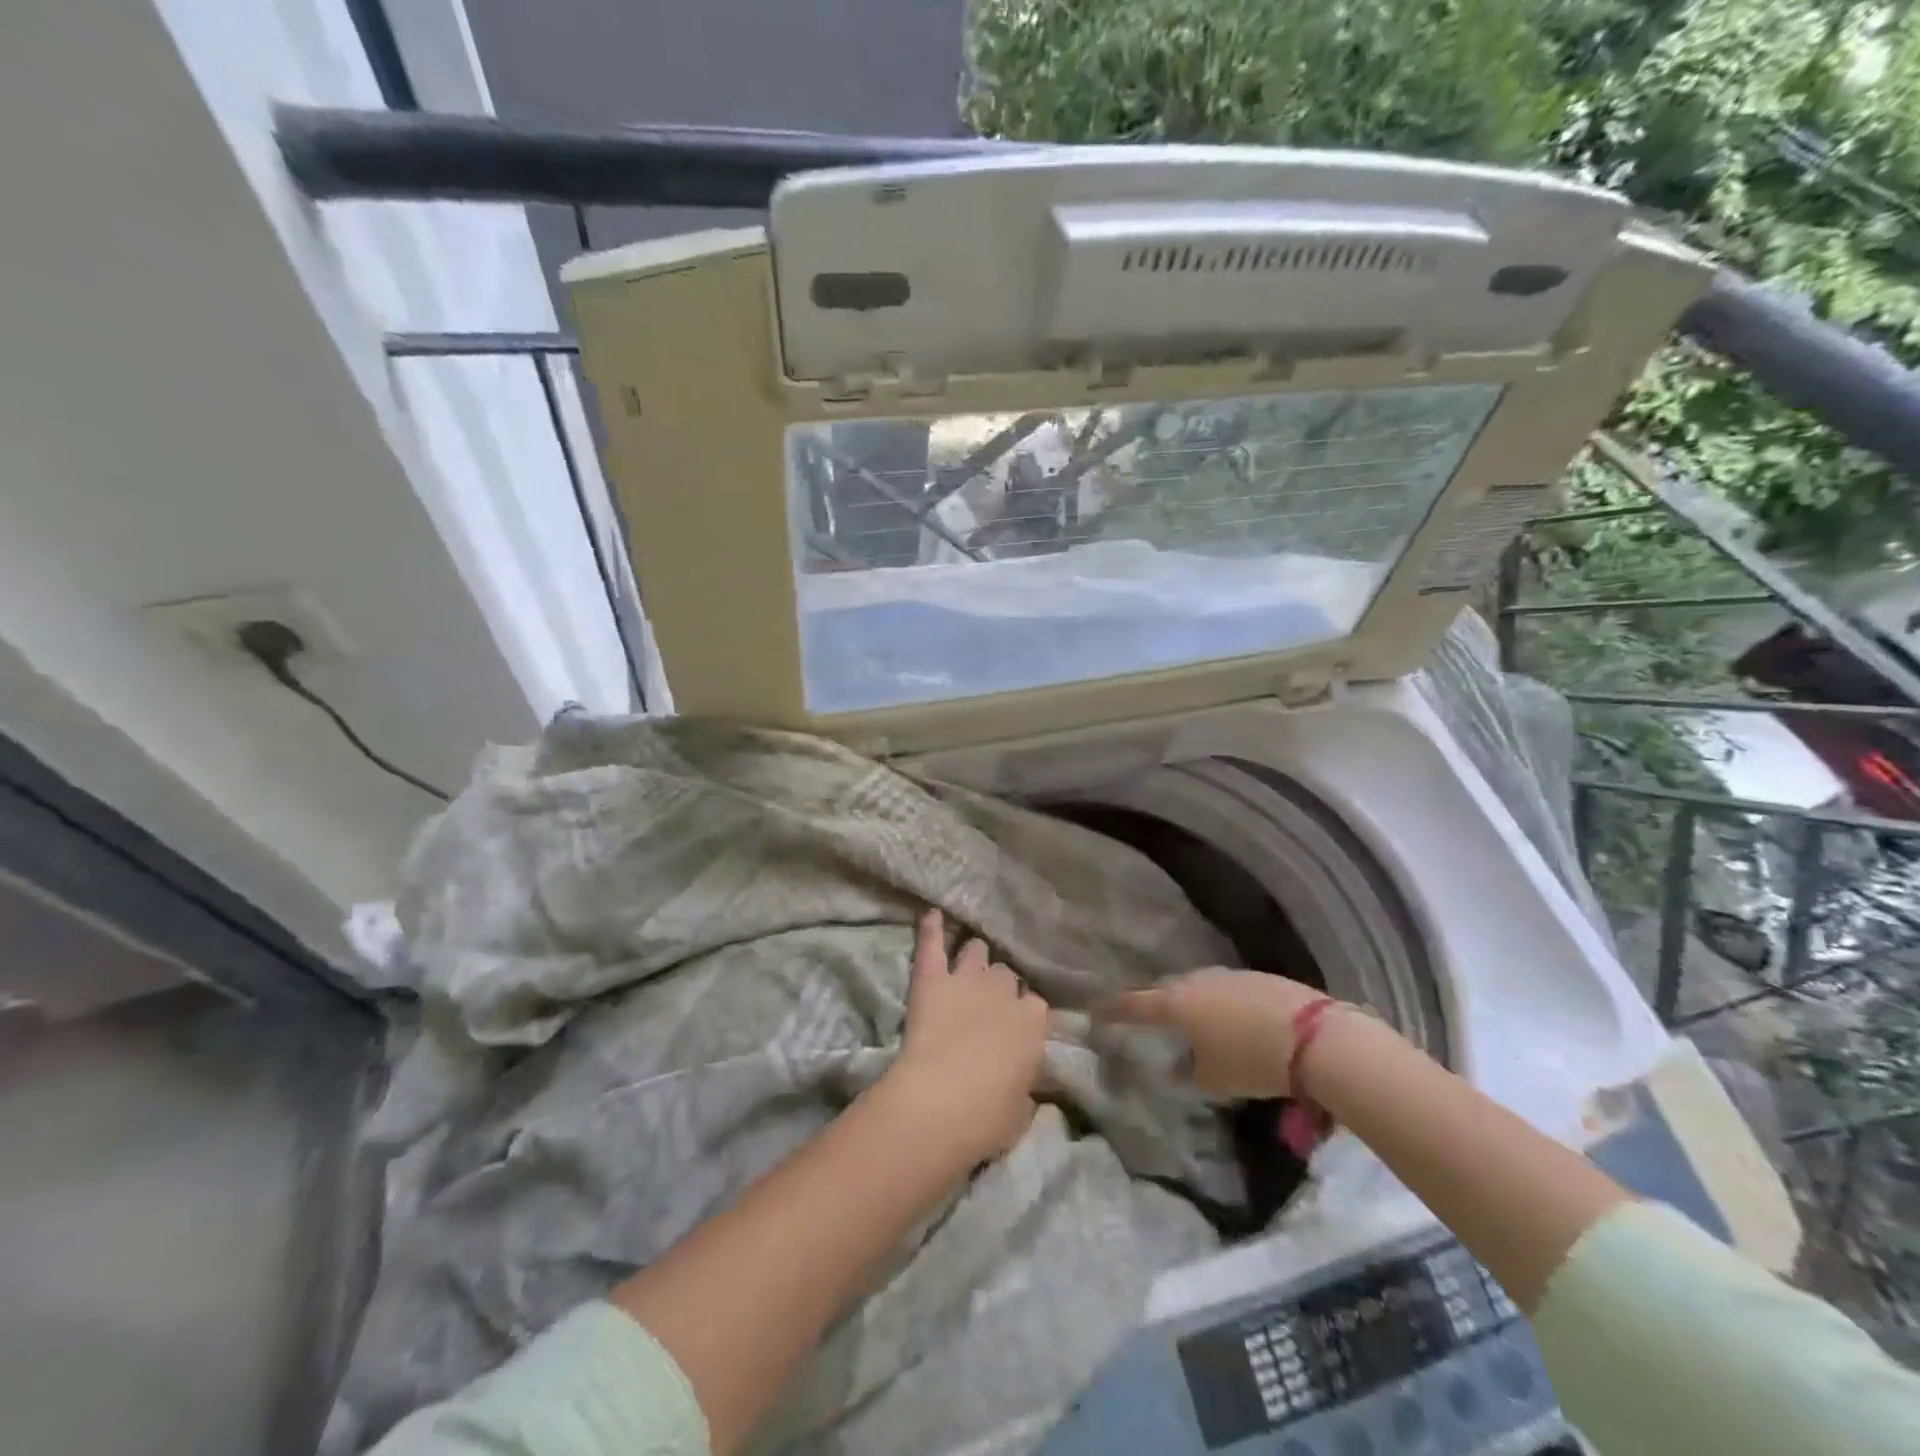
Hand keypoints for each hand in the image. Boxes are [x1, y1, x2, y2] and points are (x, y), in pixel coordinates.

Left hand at [885, 909, 1049, 1162]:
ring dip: (974, 955)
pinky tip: (931, 914)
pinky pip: (932, 944)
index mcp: (1033, 1023)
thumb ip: (1026, 1089)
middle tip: (988, 999)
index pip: (1035, 1005)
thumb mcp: (1021, 1111)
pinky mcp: (932, 979)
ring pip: (976, 951)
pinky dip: (931, 928)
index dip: (1023, 1013)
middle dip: (999, 984)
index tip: (1016, 1025)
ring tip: (968, 958)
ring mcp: (967, 979)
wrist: (942, 1102)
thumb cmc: (987, 1117)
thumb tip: (1026, 1089)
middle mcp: (1004, 992)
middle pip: (1006, 974)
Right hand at [1093, 969, 1334, 1099]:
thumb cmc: (1253, 1061)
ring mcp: (1227, 975)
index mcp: (1177, 1003)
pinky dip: (1215, 1002)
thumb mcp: (1215, 1080)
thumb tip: (1174, 1068)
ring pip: (1195, 985)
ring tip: (1184, 1018)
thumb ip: (1187, 1073)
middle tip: (1138, 1012)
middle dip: (1149, 1001)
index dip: (1113, 1009)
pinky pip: (1222, 988)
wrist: (1316, 1038)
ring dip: (1185, 1000)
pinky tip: (1226, 1018)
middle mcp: (1196, 981)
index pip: (1134, 1004)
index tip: (1095, 1011)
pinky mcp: (1255, 977)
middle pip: (1163, 989)